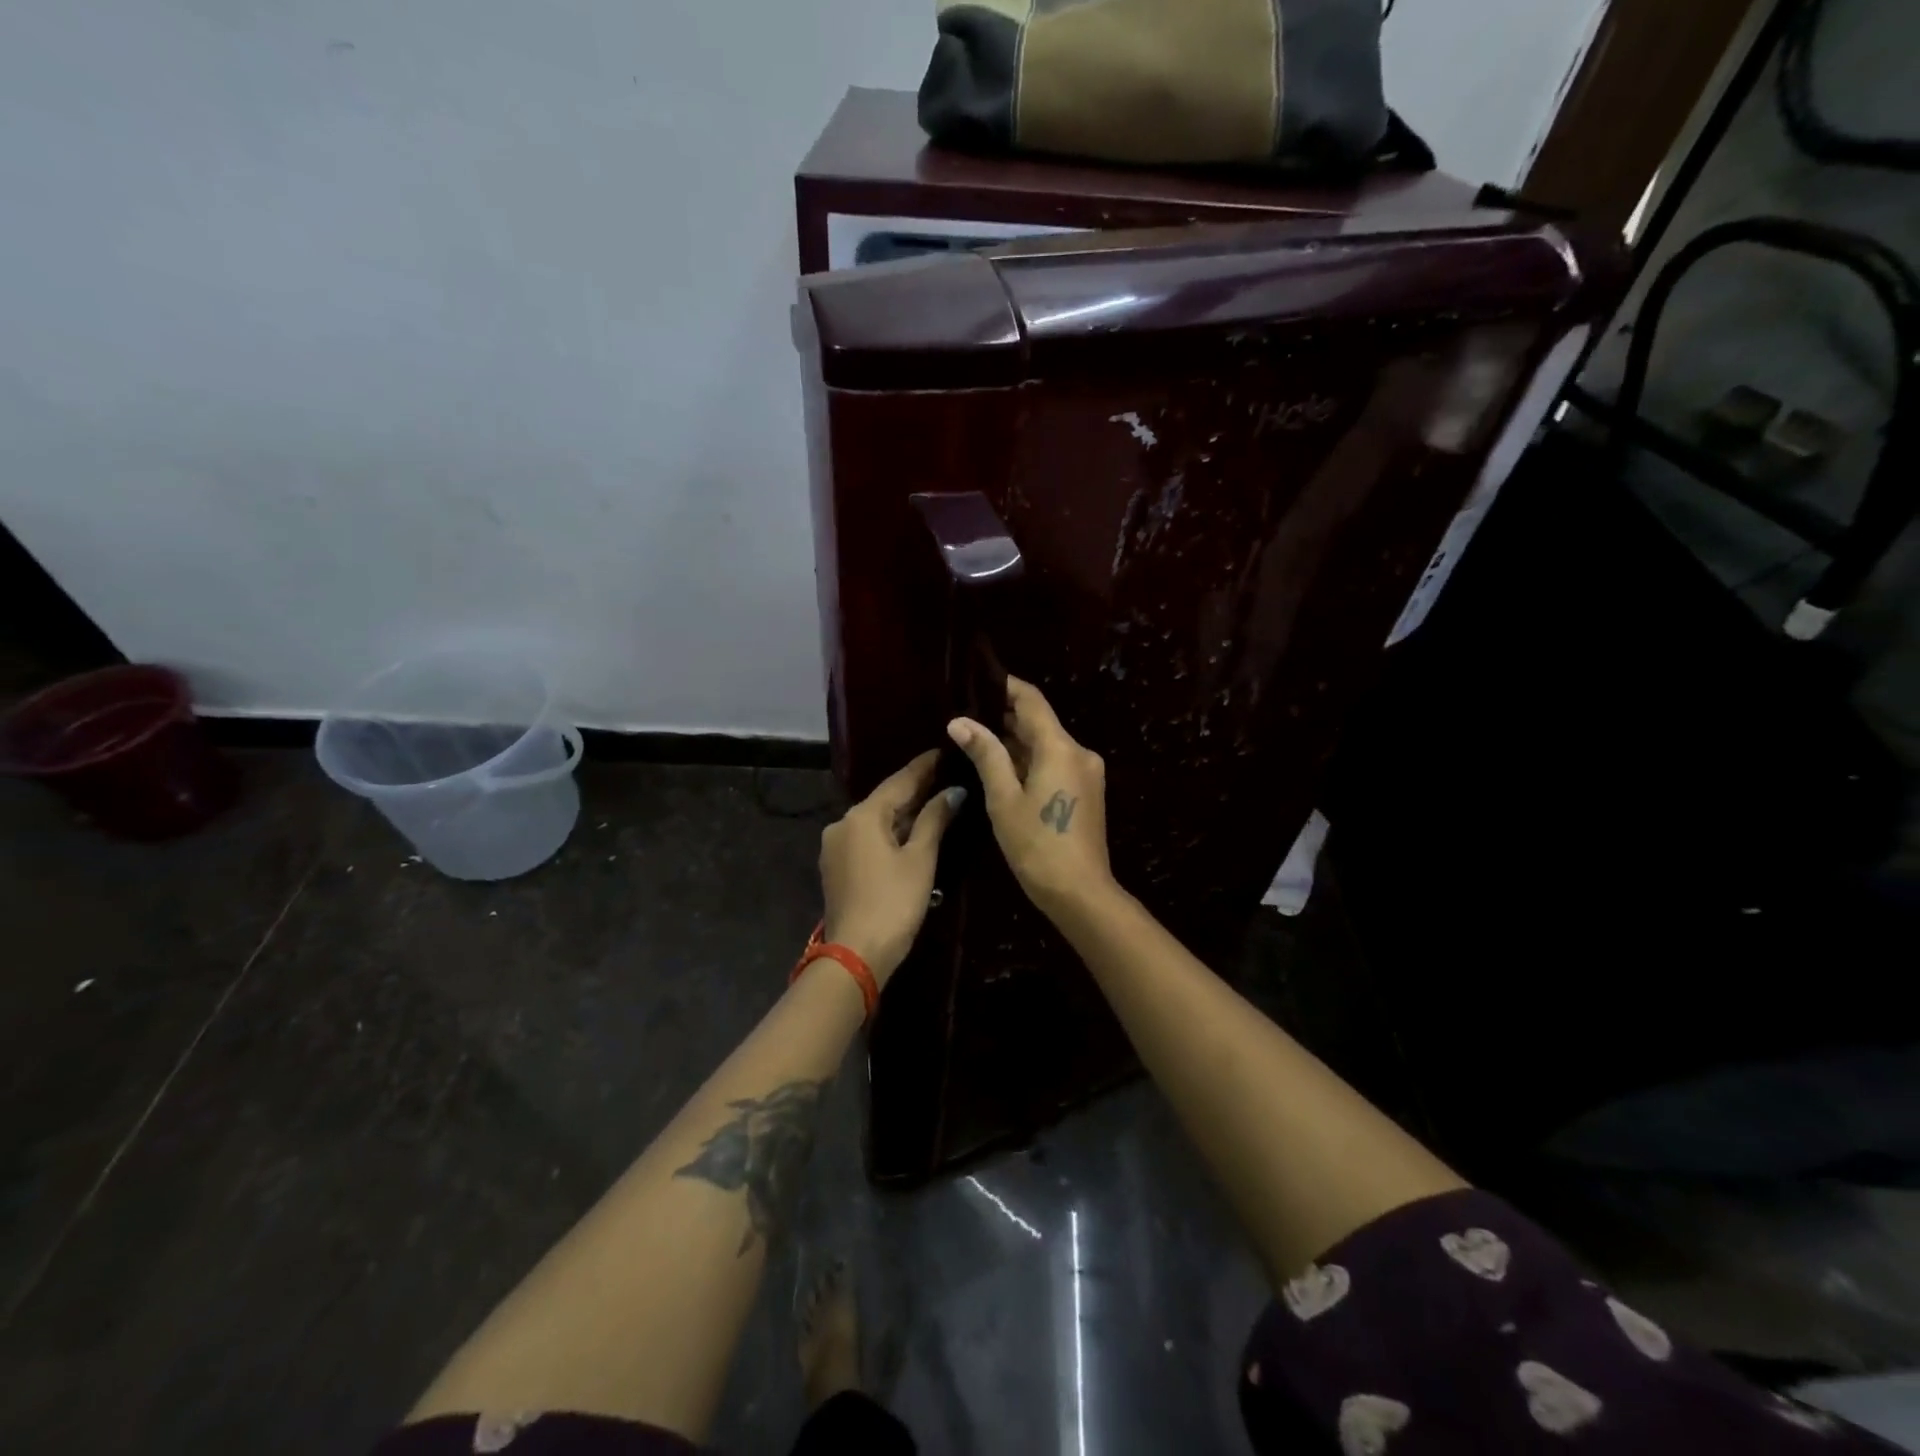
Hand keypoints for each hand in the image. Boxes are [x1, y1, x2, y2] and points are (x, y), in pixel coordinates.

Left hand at [818, 749, 965, 984]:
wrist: (855, 954)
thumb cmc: (894, 902)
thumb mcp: (920, 858)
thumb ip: (935, 819)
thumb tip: (954, 791)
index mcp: (862, 815)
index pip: (899, 781)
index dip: (924, 766)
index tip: (944, 750)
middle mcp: (843, 823)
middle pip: (885, 799)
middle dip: (915, 790)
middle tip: (946, 775)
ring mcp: (835, 846)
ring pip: (875, 820)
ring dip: (903, 813)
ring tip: (934, 801)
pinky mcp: (836, 866)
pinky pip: (867, 838)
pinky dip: (889, 832)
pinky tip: (910, 832)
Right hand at [946, 676, 1113, 918]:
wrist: (1080, 892)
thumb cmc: (1037, 845)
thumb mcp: (1004, 799)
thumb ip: (986, 755)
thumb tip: (960, 721)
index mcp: (1060, 747)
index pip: (1031, 700)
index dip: (1005, 687)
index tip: (977, 681)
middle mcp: (1079, 751)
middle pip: (1040, 722)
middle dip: (1005, 716)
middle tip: (967, 716)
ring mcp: (1086, 772)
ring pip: (1047, 744)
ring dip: (1016, 741)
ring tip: (977, 740)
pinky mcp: (1086, 791)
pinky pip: (1055, 763)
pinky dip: (1030, 761)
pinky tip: (1003, 769)